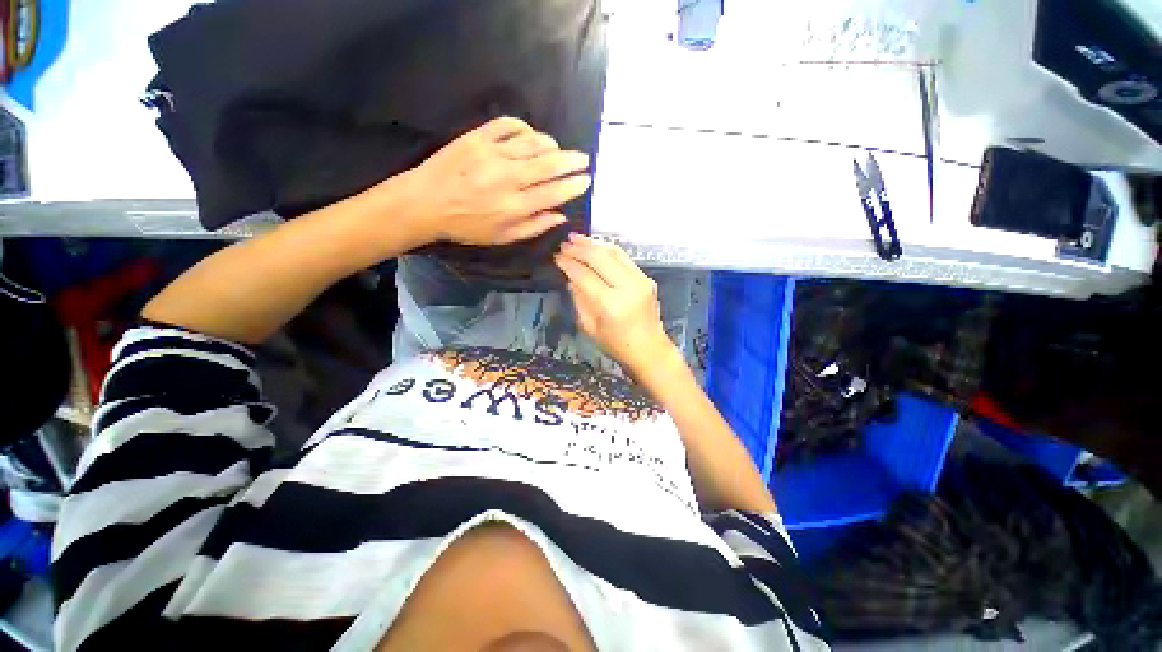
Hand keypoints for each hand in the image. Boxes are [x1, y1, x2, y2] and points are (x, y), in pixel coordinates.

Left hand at [394, 116, 591, 245]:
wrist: (426, 203)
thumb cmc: (467, 226)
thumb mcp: (503, 237)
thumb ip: (534, 227)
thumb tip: (561, 216)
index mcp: (514, 206)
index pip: (554, 192)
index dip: (574, 185)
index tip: (586, 180)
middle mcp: (508, 178)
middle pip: (549, 164)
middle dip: (572, 161)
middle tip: (584, 159)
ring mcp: (492, 154)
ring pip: (533, 142)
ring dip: (552, 145)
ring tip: (558, 151)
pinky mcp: (477, 137)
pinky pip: (508, 125)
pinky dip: (525, 128)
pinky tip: (530, 136)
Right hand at [555, 234, 678, 376]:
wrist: (649, 349)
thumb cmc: (616, 345)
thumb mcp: (589, 327)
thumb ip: (579, 299)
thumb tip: (570, 276)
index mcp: (611, 305)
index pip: (585, 276)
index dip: (569, 264)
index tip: (556, 257)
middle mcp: (628, 288)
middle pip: (600, 258)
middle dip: (579, 249)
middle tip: (563, 244)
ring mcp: (641, 280)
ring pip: (614, 252)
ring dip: (593, 243)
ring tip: (576, 238)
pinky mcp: (647, 278)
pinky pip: (624, 257)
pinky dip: (607, 249)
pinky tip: (594, 246)